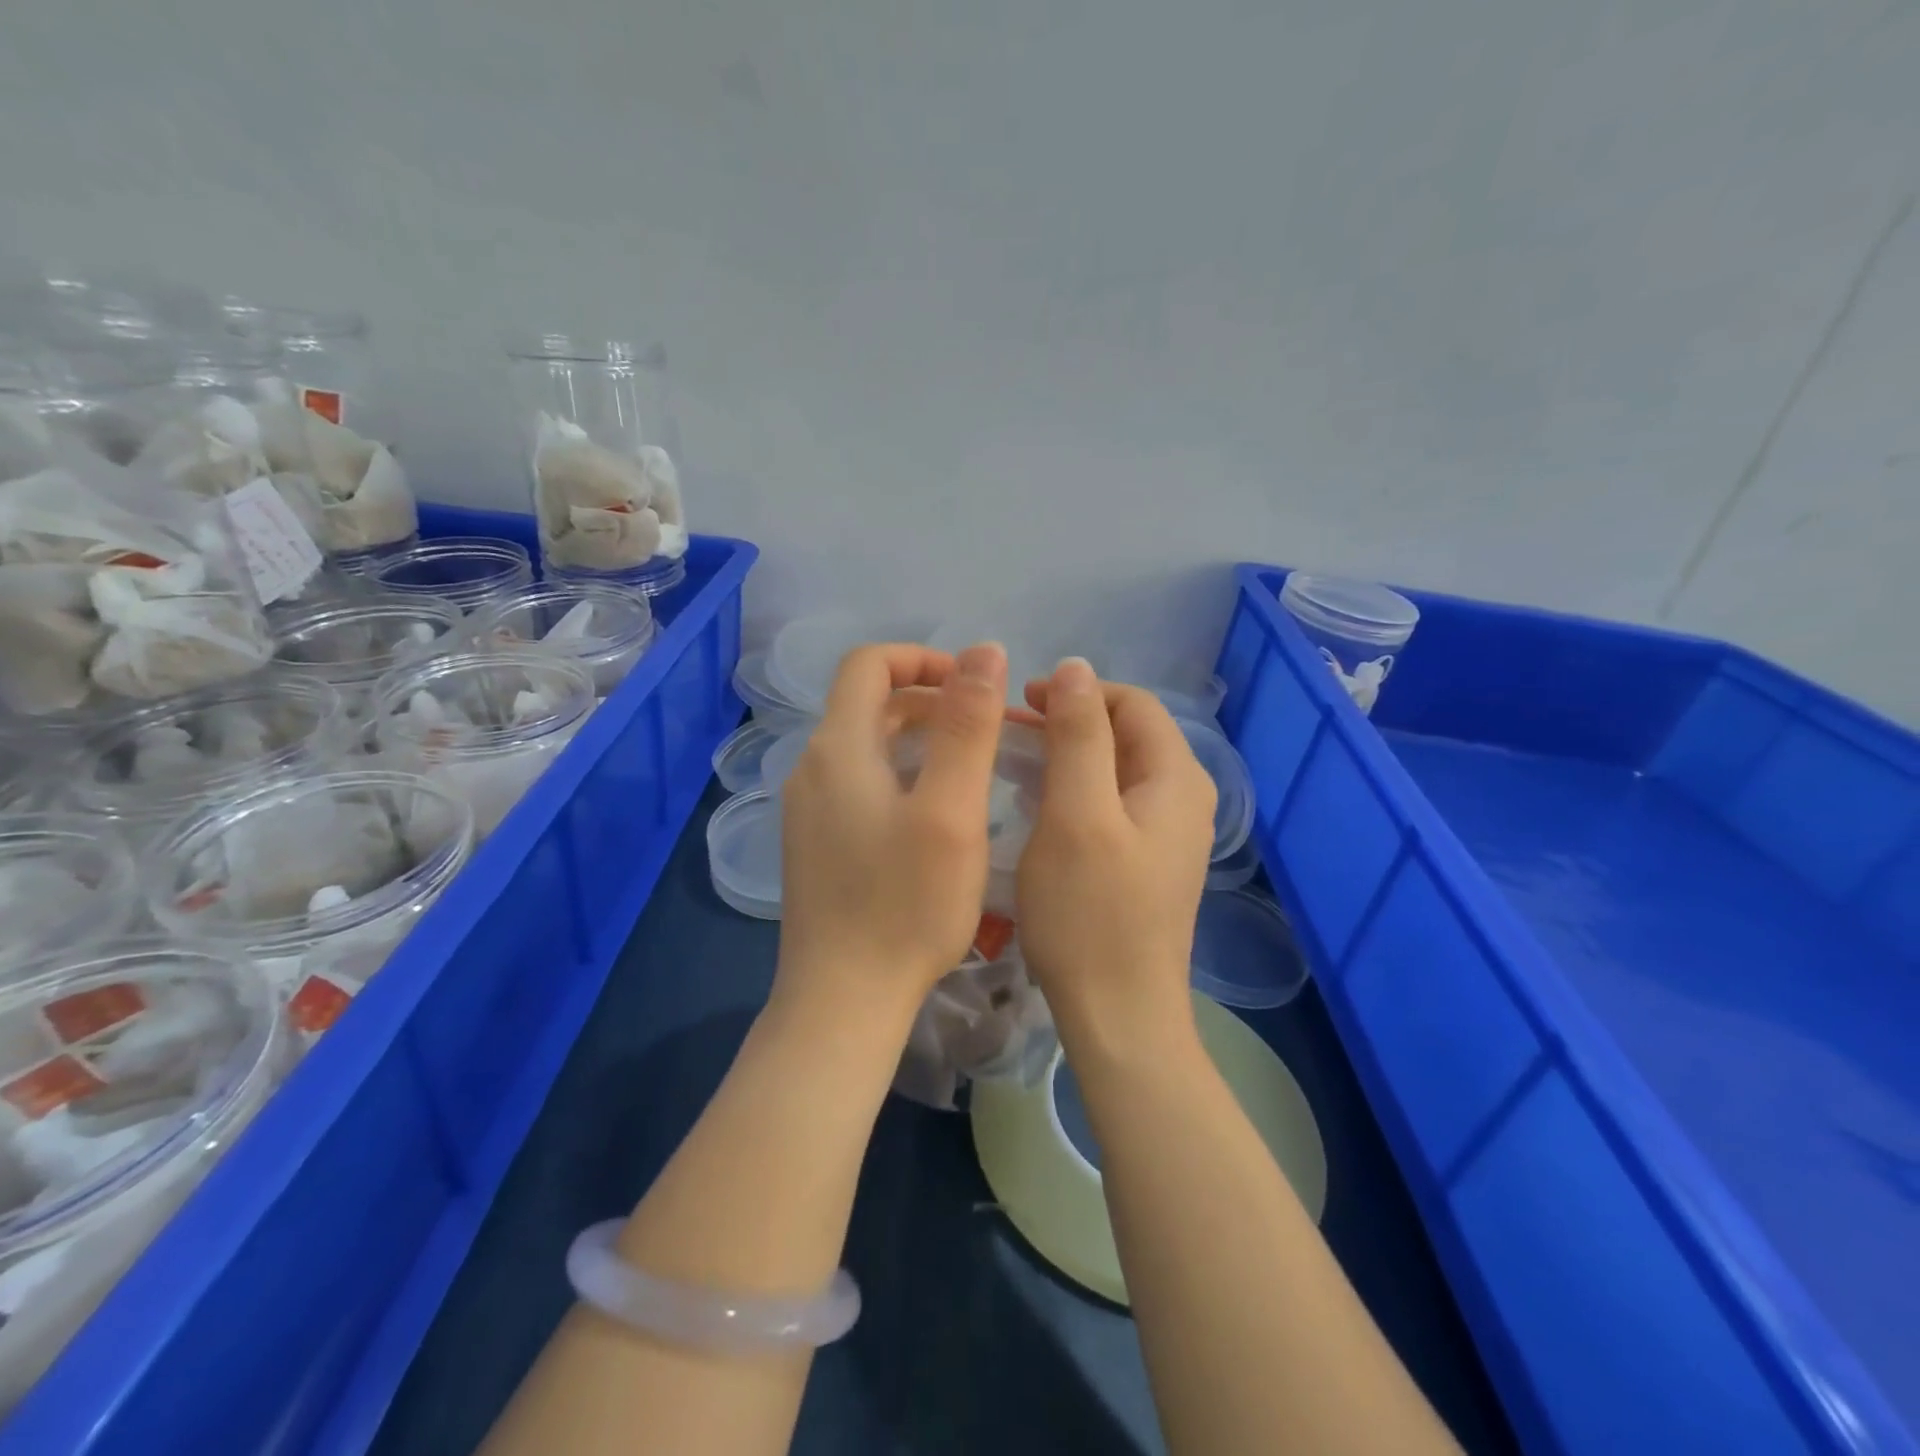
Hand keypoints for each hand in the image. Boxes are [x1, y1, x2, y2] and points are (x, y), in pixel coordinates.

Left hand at [775, 641, 1008, 1028]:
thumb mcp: (950, 810)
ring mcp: (808, 809)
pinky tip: (935, 812)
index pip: (869, 664)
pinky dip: (901, 773)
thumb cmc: (906, 904)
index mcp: (838, 747)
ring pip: (866, 746)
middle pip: (868, 703)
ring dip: (919, 738)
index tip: (975, 686)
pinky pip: (860, 783)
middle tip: (987, 728)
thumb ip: (967, 725)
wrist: (843, 1000)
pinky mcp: (815, 843)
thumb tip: (984, 650)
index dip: (923, 658)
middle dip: (929, 699)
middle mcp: (812, 768)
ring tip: (972, 766)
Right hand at [1015, 659, 1215, 1059]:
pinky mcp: (1147, 864)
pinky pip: (1112, 806)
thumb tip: (1075, 667)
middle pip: (1126, 735)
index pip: (1132, 703)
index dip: (1077, 692)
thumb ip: (1078, 735)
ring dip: (1068, 757)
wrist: (1119, 1016)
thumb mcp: (1077, 813)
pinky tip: (1039, 808)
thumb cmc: (1090, 913)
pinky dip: (1075, 792)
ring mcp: (1167, 836)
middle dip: (1069, 723)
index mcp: (1176, 779)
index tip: (1022, 703)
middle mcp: (1183, 799)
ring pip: (1115, 771)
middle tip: (1011, 733)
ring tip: (1017, 764)